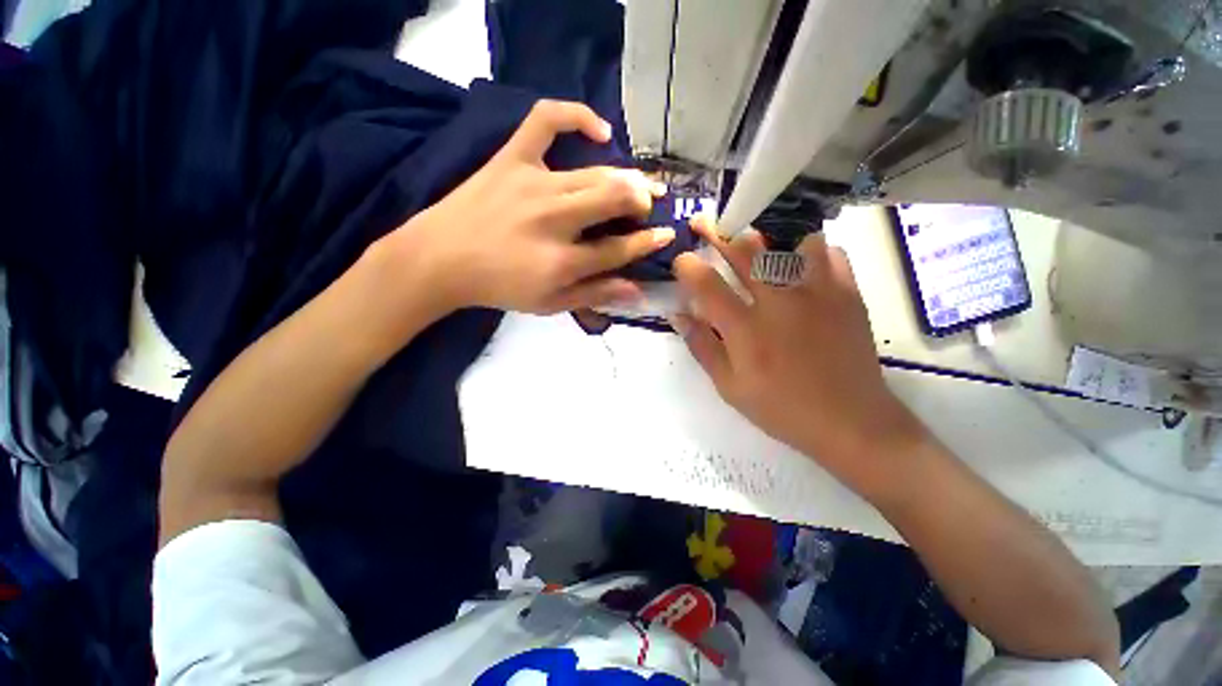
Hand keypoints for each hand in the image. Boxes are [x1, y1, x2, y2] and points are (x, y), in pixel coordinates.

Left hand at [374, 100, 672, 316]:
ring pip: (596, 173)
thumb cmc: (499, 287)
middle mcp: (554, 220)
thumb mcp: (549, 304)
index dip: (647, 243)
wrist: (440, 260)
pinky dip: (577, 115)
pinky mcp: (512, 158)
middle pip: (614, 201)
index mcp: (562, 261)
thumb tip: (636, 291)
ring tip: (640, 183)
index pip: (618, 249)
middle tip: (651, 207)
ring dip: (627, 178)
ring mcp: (534, 183)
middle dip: (642, 203)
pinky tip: (600, 131)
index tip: (666, 235)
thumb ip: (594, 295)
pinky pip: (547, 120)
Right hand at [670, 216, 926, 485]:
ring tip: (755, 235)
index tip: (681, 260)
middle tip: (705, 221)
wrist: (850, 422)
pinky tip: (802, 257)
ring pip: (788, 243)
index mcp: (745, 329)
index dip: (688, 266)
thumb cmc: (781, 408)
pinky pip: (828, 254)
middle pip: (744, 252)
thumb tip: (678, 315)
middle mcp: (778, 302)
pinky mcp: (846, 295)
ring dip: (766, 236)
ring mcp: (817, 294)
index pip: (707, 284)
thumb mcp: (729, 387)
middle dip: (718, 232)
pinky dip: (810, 249)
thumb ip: (702, 347)